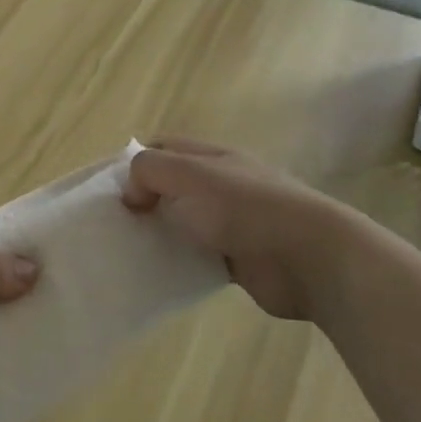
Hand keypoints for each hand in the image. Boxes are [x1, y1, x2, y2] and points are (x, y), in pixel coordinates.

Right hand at [121, 137, 348, 323]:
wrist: (309, 257)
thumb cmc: (244, 207)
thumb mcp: (187, 174)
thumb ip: (149, 172)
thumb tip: (132, 195)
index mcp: (212, 157)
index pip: (163, 148)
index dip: (135, 163)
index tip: (111, 190)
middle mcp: (221, 185)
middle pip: (172, 187)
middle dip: (144, 201)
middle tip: (114, 224)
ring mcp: (232, 222)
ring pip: (183, 223)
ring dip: (160, 234)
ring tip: (128, 250)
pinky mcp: (238, 259)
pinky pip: (198, 257)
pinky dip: (179, 263)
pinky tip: (158, 274)